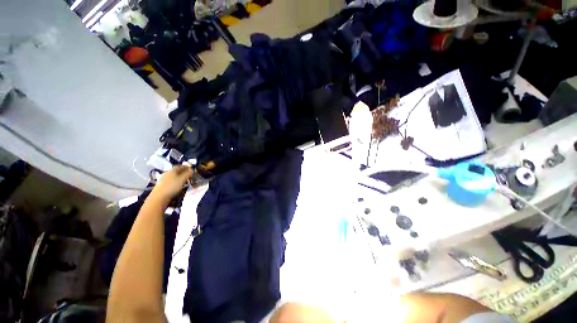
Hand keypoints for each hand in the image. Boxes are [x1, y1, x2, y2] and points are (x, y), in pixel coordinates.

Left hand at [151, 165, 192, 200]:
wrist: (159, 197)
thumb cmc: (172, 186)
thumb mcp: (182, 179)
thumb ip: (188, 174)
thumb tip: (192, 170)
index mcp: (172, 170)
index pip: (180, 166)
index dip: (187, 167)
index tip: (191, 169)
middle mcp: (167, 173)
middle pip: (177, 171)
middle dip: (184, 172)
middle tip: (189, 175)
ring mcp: (163, 179)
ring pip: (174, 176)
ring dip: (180, 177)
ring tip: (185, 181)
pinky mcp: (162, 185)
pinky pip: (171, 180)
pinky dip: (176, 181)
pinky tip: (178, 185)